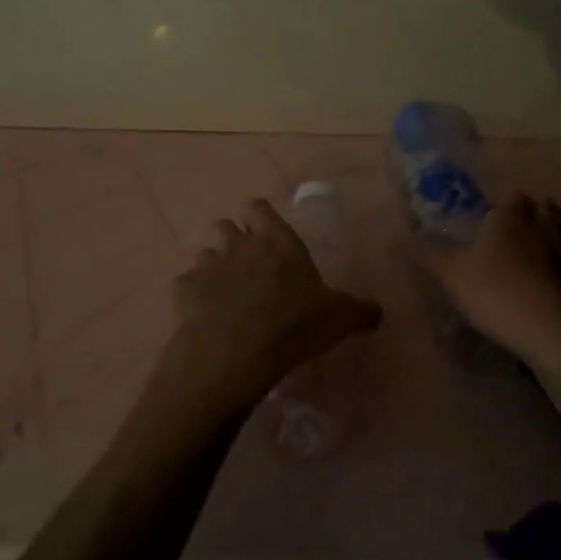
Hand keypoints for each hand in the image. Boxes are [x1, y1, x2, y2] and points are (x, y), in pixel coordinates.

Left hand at [157, 199, 381, 422]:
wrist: (235, 352)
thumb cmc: (293, 325)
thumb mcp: (338, 319)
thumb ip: (359, 311)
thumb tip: (377, 311)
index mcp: (277, 241)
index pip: (258, 207)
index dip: (259, 217)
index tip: (265, 233)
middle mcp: (239, 245)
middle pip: (225, 225)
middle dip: (232, 240)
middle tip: (246, 267)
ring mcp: (207, 266)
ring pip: (203, 254)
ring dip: (212, 268)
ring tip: (223, 295)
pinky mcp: (182, 291)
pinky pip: (185, 286)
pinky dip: (193, 298)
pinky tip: (203, 319)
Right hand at [417, 193, 560, 366]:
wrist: (552, 330)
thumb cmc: (494, 292)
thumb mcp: (448, 273)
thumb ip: (423, 252)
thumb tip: (396, 233)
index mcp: (509, 218)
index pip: (512, 197)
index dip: (503, 205)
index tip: (491, 219)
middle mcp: (542, 226)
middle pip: (545, 207)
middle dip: (534, 212)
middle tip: (517, 229)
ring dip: (555, 232)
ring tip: (540, 248)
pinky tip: (555, 279)